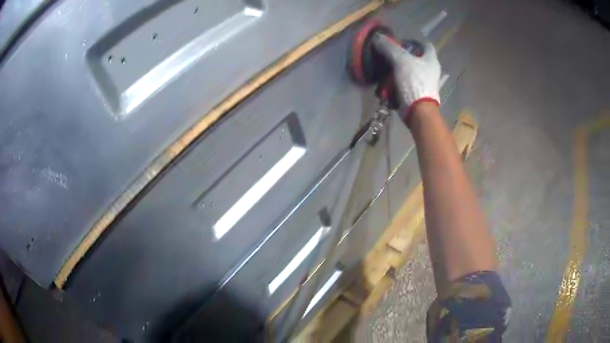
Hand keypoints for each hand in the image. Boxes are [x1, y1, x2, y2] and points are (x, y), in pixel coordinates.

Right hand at [372, 35, 440, 119]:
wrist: (418, 111)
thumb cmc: (414, 82)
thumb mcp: (401, 60)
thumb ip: (389, 48)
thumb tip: (378, 37)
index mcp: (431, 60)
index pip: (425, 44)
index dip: (413, 41)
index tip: (400, 42)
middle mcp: (430, 70)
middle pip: (416, 58)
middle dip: (402, 56)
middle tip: (389, 55)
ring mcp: (425, 83)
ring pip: (409, 71)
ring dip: (397, 69)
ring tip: (385, 69)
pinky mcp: (418, 93)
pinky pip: (406, 83)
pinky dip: (397, 82)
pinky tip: (387, 83)